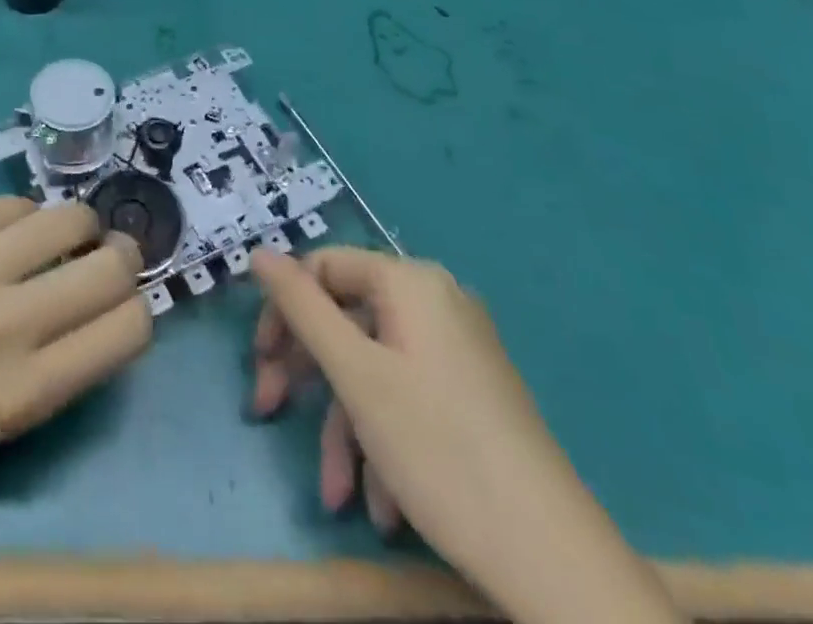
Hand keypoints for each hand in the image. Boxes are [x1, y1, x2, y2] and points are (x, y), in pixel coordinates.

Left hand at [0, 197, 151, 487]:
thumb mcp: (1, 416)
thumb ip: (65, 358)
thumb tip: (119, 289)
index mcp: (19, 395)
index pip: (128, 327)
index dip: (137, 307)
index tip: (122, 300)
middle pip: (110, 265)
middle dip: (120, 256)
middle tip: (103, 255)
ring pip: (69, 216)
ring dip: (75, 226)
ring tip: (52, 238)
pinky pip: (13, 202)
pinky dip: (20, 218)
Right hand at [251, 246, 541, 544]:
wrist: (553, 559)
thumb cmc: (439, 448)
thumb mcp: (355, 374)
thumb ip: (301, 306)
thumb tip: (259, 252)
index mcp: (410, 282)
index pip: (323, 267)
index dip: (284, 309)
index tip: (260, 360)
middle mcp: (435, 303)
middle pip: (346, 319)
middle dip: (306, 373)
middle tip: (268, 411)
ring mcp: (457, 350)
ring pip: (373, 369)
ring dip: (344, 428)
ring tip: (335, 494)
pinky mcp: (470, 394)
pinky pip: (406, 397)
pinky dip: (382, 442)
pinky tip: (380, 505)